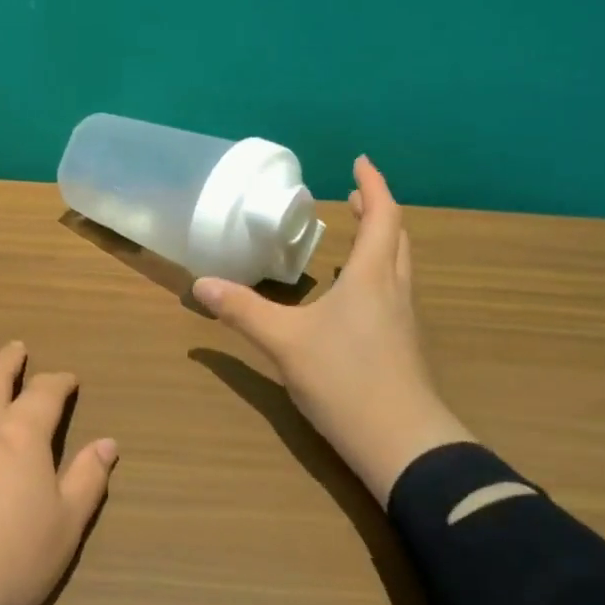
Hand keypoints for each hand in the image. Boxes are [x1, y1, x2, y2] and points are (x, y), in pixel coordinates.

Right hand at [193, 155, 472, 501]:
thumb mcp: (285, 342)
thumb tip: (201, 284)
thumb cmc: (345, 379)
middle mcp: (395, 290)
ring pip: (398, 268)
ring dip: (381, 244)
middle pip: (397, 238)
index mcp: (373, 277)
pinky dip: (376, 276)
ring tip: (354, 240)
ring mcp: (404, 321)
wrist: (402, 442)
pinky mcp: (403, 347)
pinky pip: (392, 293)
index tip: (360, 162)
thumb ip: (243, 311)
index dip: (373, 185)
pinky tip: (352, 299)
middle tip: (355, 199)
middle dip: (378, 212)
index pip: (382, 216)